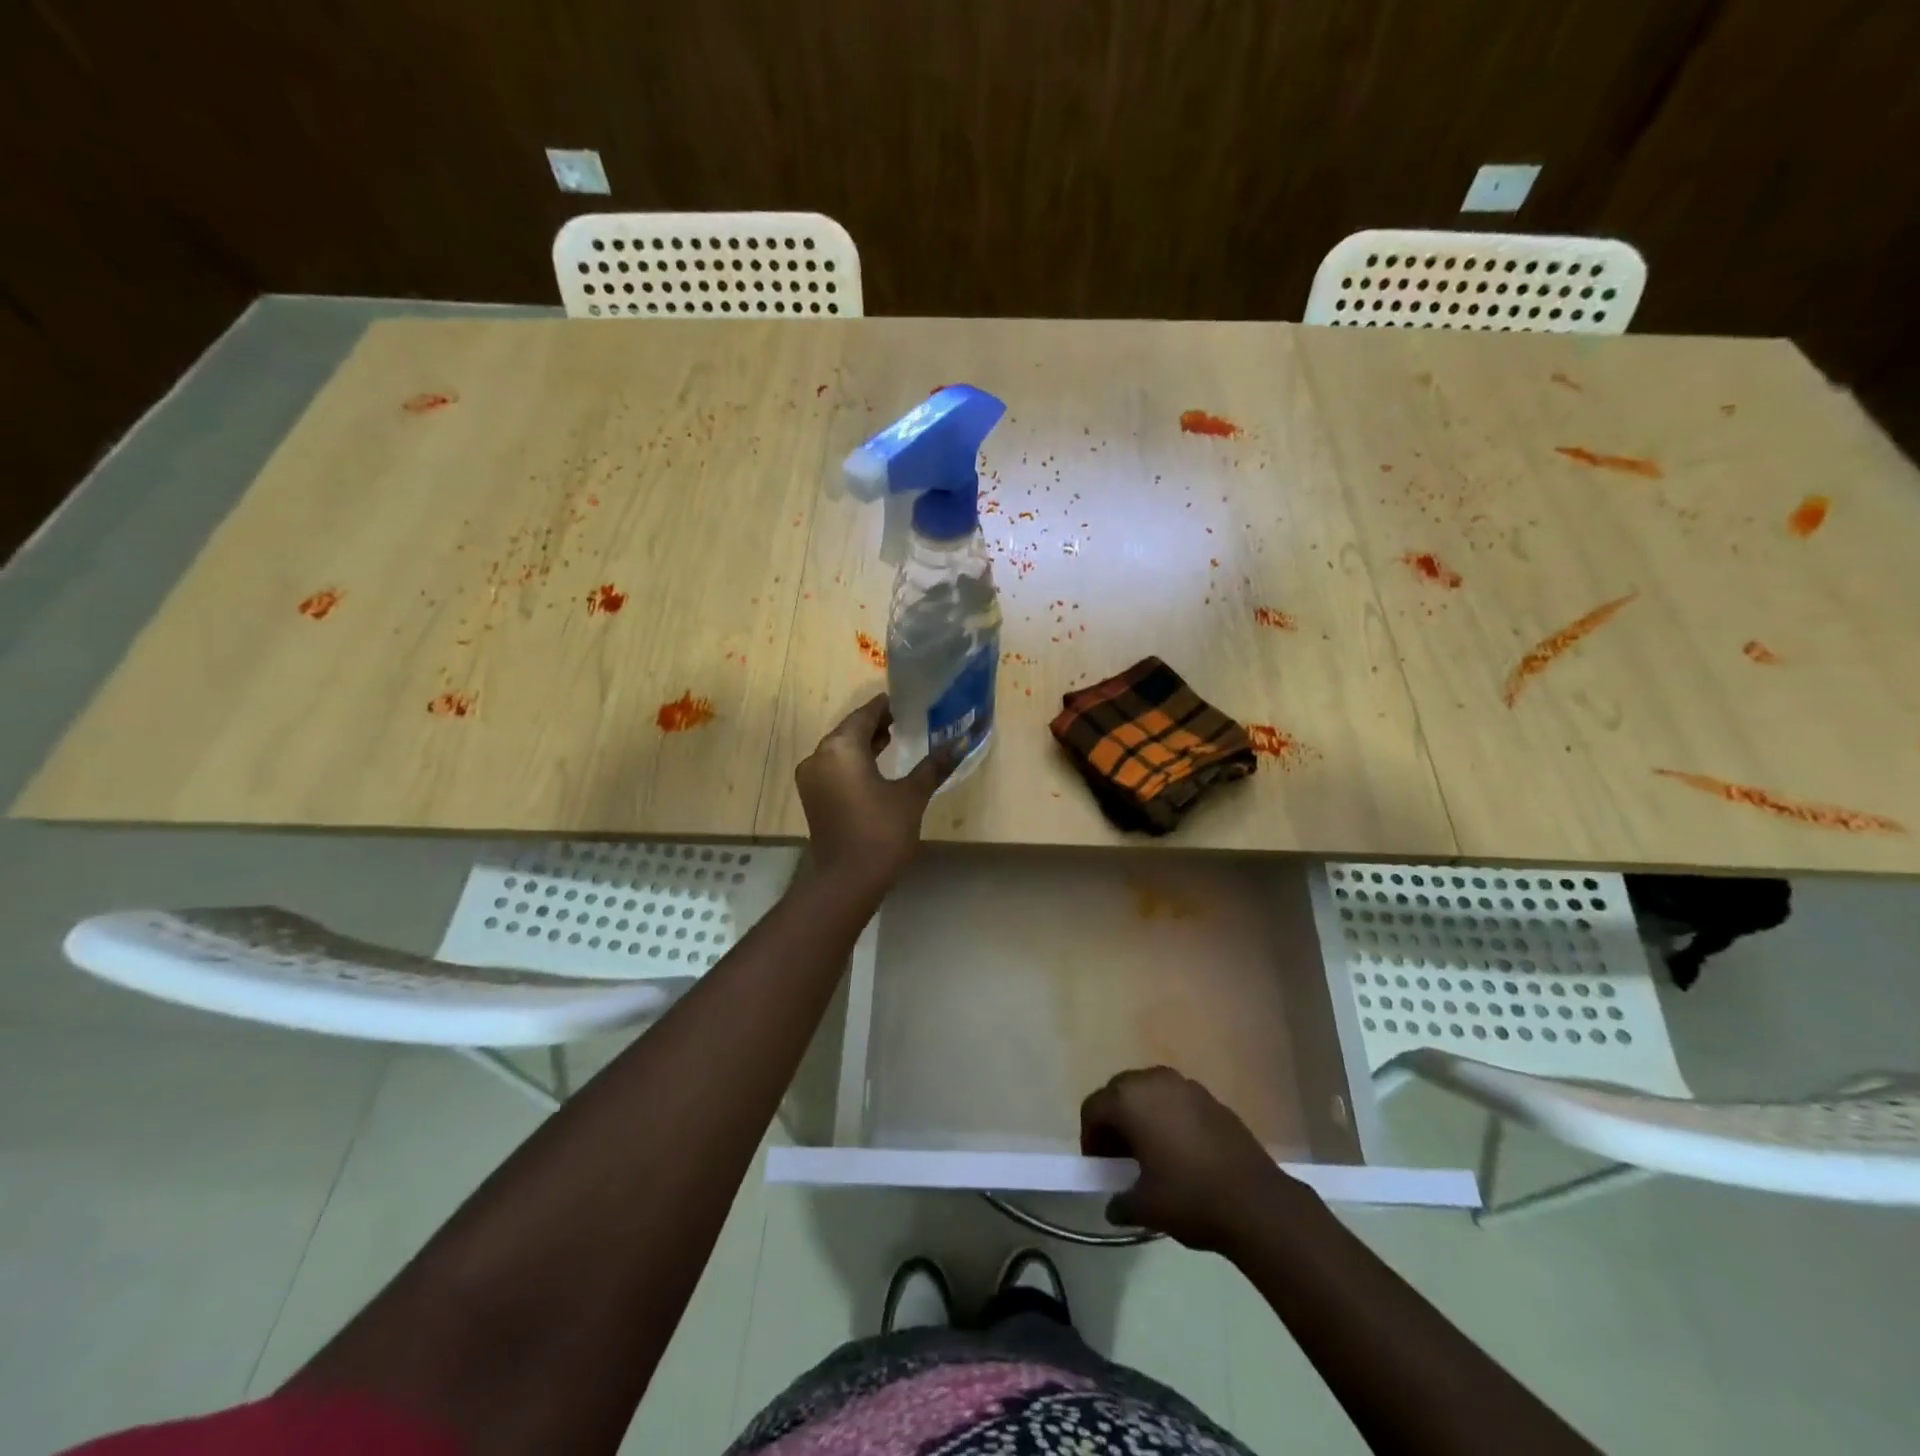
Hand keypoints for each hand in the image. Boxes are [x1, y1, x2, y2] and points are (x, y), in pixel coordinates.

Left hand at [795, 695, 954, 884]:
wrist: (848, 880)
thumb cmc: (881, 831)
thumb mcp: (912, 795)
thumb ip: (934, 766)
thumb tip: (962, 743)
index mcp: (841, 747)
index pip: (865, 715)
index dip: (886, 706)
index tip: (907, 701)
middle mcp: (819, 756)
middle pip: (850, 730)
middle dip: (876, 724)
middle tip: (907, 718)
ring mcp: (812, 778)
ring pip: (841, 750)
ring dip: (865, 743)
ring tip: (896, 738)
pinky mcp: (814, 797)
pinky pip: (835, 768)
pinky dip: (855, 762)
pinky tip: (878, 767)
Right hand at [1080, 1066, 1313, 1252]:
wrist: (1256, 1202)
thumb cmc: (1190, 1198)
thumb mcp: (1145, 1207)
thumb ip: (1120, 1202)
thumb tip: (1114, 1205)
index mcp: (1130, 1100)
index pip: (1094, 1108)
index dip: (1090, 1137)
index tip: (1098, 1167)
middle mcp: (1154, 1081)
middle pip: (1119, 1092)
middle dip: (1114, 1121)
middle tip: (1119, 1157)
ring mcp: (1185, 1085)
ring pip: (1148, 1091)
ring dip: (1141, 1115)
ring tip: (1150, 1153)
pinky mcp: (1210, 1097)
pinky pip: (1175, 1099)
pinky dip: (1167, 1117)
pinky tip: (1180, 1151)